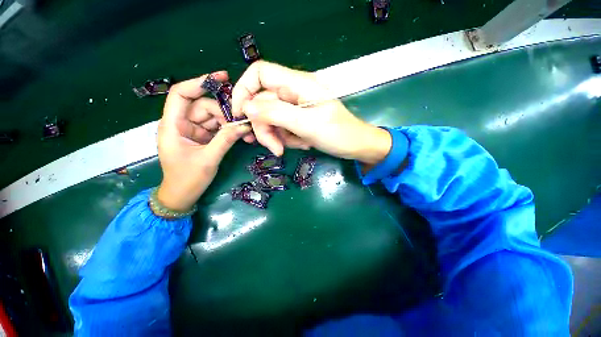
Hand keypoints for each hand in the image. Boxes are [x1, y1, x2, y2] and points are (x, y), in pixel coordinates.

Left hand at [157, 72, 250, 211]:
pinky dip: (229, 131)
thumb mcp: (208, 159)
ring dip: (230, 124)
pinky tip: (242, 136)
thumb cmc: (187, 179)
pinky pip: (217, 129)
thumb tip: (244, 125)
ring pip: (214, 118)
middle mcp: (182, 124)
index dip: (199, 82)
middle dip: (224, 114)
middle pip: (204, 107)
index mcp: (172, 125)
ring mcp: (193, 131)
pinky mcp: (203, 138)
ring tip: (246, 133)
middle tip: (243, 123)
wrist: (182, 196)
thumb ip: (225, 140)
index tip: (222, 77)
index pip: (181, 94)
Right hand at [231, 61, 390, 164]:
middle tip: (275, 148)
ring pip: (271, 120)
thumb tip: (246, 108)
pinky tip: (303, 144)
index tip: (240, 115)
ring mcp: (295, 108)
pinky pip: (282, 129)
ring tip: (291, 148)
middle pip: (262, 104)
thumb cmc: (338, 133)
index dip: (243, 90)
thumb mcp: (306, 124)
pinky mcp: (298, 120)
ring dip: (277, 137)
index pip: (259, 73)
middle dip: (265, 128)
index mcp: (297, 84)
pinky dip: (287, 139)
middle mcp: (293, 92)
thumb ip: (276, 113)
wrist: (355, 146)